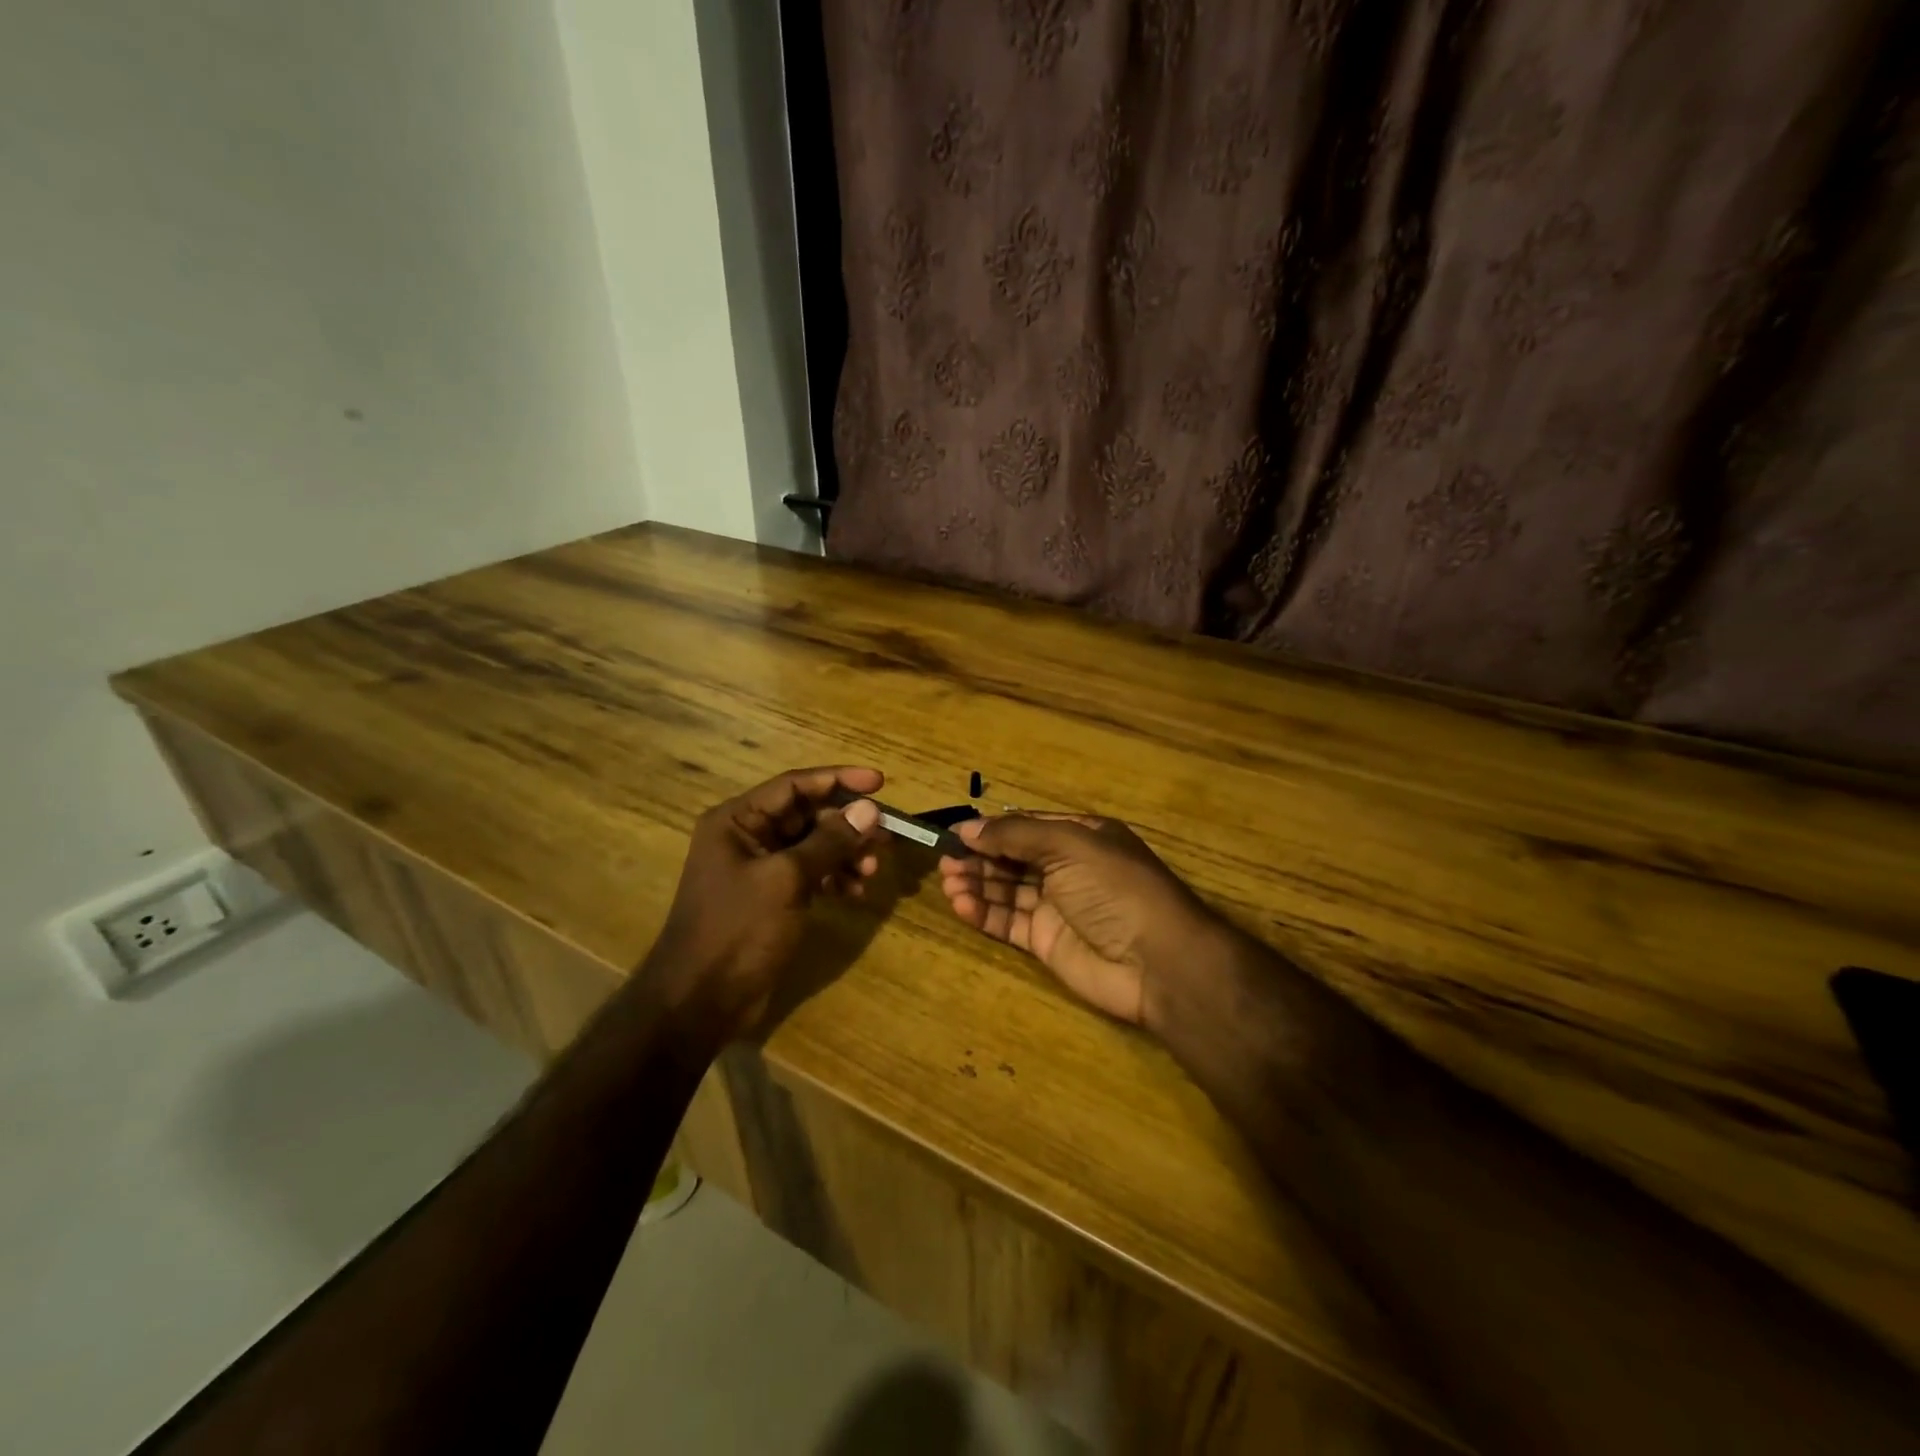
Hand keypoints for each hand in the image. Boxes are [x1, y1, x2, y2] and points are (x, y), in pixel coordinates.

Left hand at [649, 766, 886, 1039]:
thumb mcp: (787, 880)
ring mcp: (759, 868)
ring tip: (872, 870)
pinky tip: (855, 892)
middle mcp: (747, 837)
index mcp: (738, 820)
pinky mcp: (771, 896)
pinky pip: (809, 873)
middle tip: (885, 836)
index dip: (838, 780)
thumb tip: (869, 809)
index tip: (880, 783)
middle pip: (807, 814)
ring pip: (813, 845)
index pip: (794, 785)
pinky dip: (833, 877)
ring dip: (845, 853)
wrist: (701, 1001)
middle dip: (847, 824)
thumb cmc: (738, 929)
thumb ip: (829, 841)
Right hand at [938, 813, 1225, 1028]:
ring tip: (948, 882)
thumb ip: (1015, 835)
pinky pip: (1009, 923)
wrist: (1157, 961)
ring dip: (977, 884)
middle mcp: (1067, 868)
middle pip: (1013, 858)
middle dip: (980, 858)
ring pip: (1007, 890)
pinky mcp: (1047, 943)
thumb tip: (967, 828)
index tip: (955, 834)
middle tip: (945, 862)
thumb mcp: (1069, 846)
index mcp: (1080, 837)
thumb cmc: (1115, 888)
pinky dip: (984, 913)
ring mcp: (1057, 907)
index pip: (1026, 827)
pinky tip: (962, 905)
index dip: (991, 830)